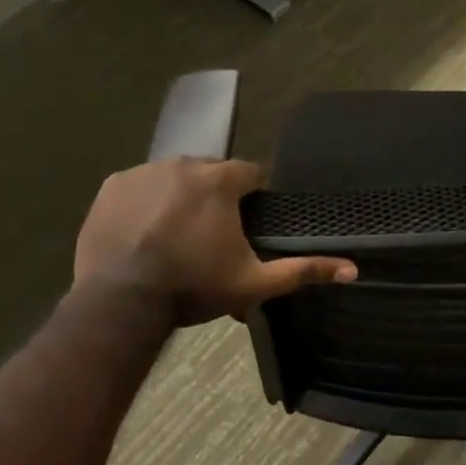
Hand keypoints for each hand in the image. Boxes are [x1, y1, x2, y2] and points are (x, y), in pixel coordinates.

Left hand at [74, 158, 355, 325]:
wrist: (121, 301)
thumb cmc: (194, 287)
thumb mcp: (254, 283)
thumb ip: (303, 271)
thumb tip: (353, 269)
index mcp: (220, 180)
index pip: (250, 174)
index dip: (252, 198)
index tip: (246, 224)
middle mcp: (183, 164)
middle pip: (210, 173)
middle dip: (215, 197)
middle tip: (210, 236)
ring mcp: (143, 172)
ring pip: (173, 177)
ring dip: (180, 198)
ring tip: (175, 236)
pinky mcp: (112, 186)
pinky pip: (138, 186)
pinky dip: (145, 203)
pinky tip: (144, 232)